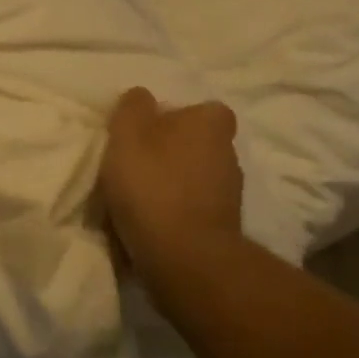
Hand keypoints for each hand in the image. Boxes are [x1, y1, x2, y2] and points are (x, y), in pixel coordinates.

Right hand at [97, 87, 243, 283]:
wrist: (185, 260)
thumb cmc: (154, 185)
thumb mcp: (128, 132)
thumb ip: (133, 106)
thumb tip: (142, 97)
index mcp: (212, 124)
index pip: (202, 110)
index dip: (175, 118)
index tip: (148, 132)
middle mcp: (229, 154)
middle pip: (196, 145)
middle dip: (170, 153)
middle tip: (136, 165)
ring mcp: (230, 196)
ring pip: (193, 181)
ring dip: (171, 188)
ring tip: (135, 202)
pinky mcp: (223, 231)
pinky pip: (192, 214)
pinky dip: (173, 217)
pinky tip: (147, 228)